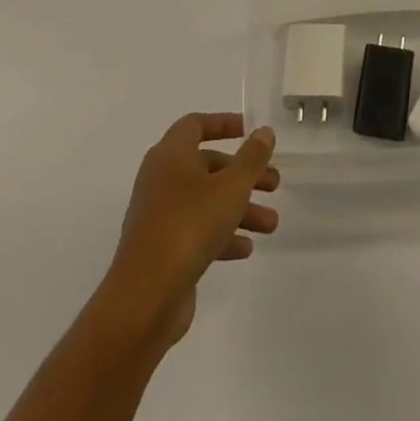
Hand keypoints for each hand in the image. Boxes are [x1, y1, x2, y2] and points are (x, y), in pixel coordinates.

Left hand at [99, 113, 278, 346]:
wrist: (145, 297)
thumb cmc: (190, 225)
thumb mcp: (231, 186)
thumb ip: (252, 157)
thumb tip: (264, 132)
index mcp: (171, 155)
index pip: (196, 125)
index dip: (223, 123)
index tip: (250, 130)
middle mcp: (161, 179)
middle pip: (207, 166)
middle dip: (243, 174)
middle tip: (274, 184)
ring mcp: (159, 216)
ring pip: (206, 201)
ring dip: (239, 209)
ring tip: (271, 224)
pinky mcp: (161, 249)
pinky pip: (196, 231)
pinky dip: (221, 235)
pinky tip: (246, 249)